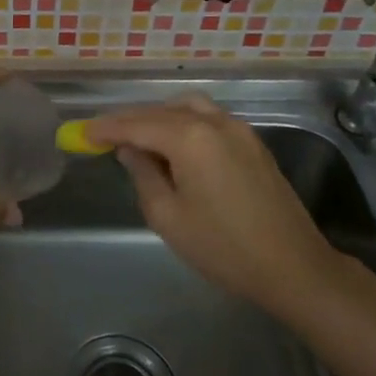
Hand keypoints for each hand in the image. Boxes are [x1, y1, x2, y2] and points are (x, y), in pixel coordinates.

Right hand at [85, 95, 337, 316]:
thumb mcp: (168, 216)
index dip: (106, 128)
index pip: (137, 124)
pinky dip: (184, 123)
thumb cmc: (224, 247)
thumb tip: (130, 150)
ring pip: (188, 108)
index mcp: (190, 137)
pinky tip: (174, 145)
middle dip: (130, 121)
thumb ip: (143, 175)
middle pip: (161, 111)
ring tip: (139, 138)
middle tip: (103, 136)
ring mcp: (238, 129)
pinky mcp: (253, 143)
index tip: (81, 133)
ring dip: (159, 117)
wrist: (294, 267)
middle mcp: (214, 121)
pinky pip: (208, 118)